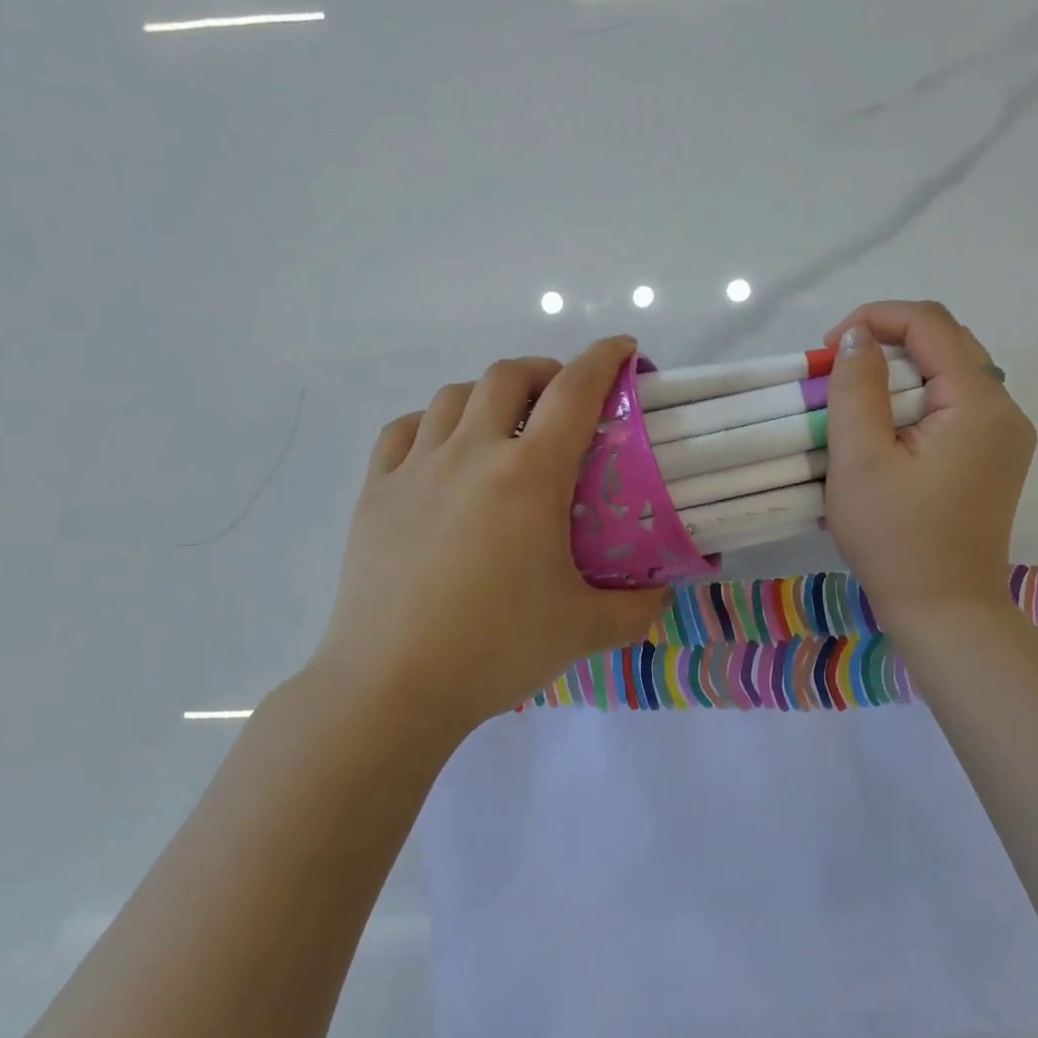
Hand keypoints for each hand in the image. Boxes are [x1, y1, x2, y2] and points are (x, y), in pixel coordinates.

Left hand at [313, 336, 669, 736]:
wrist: (393, 686)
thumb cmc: (496, 649)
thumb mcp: (584, 630)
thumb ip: (636, 609)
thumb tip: (662, 596)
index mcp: (529, 475)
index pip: (575, 391)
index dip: (604, 359)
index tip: (624, 351)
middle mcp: (471, 453)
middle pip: (508, 375)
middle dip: (544, 371)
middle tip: (562, 400)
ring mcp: (416, 468)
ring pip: (453, 396)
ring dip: (487, 394)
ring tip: (502, 425)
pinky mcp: (376, 492)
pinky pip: (404, 431)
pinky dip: (431, 424)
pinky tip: (441, 451)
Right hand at [822, 300, 1035, 629]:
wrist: (945, 611)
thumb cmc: (896, 538)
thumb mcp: (860, 459)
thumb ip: (855, 387)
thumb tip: (856, 336)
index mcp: (979, 402)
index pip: (929, 323)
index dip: (874, 318)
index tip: (827, 349)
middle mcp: (1005, 409)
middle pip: (945, 343)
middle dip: (885, 343)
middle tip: (837, 374)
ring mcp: (1004, 437)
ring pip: (950, 374)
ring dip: (899, 373)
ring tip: (855, 402)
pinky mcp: (993, 459)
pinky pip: (954, 407)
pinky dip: (915, 402)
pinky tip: (885, 432)